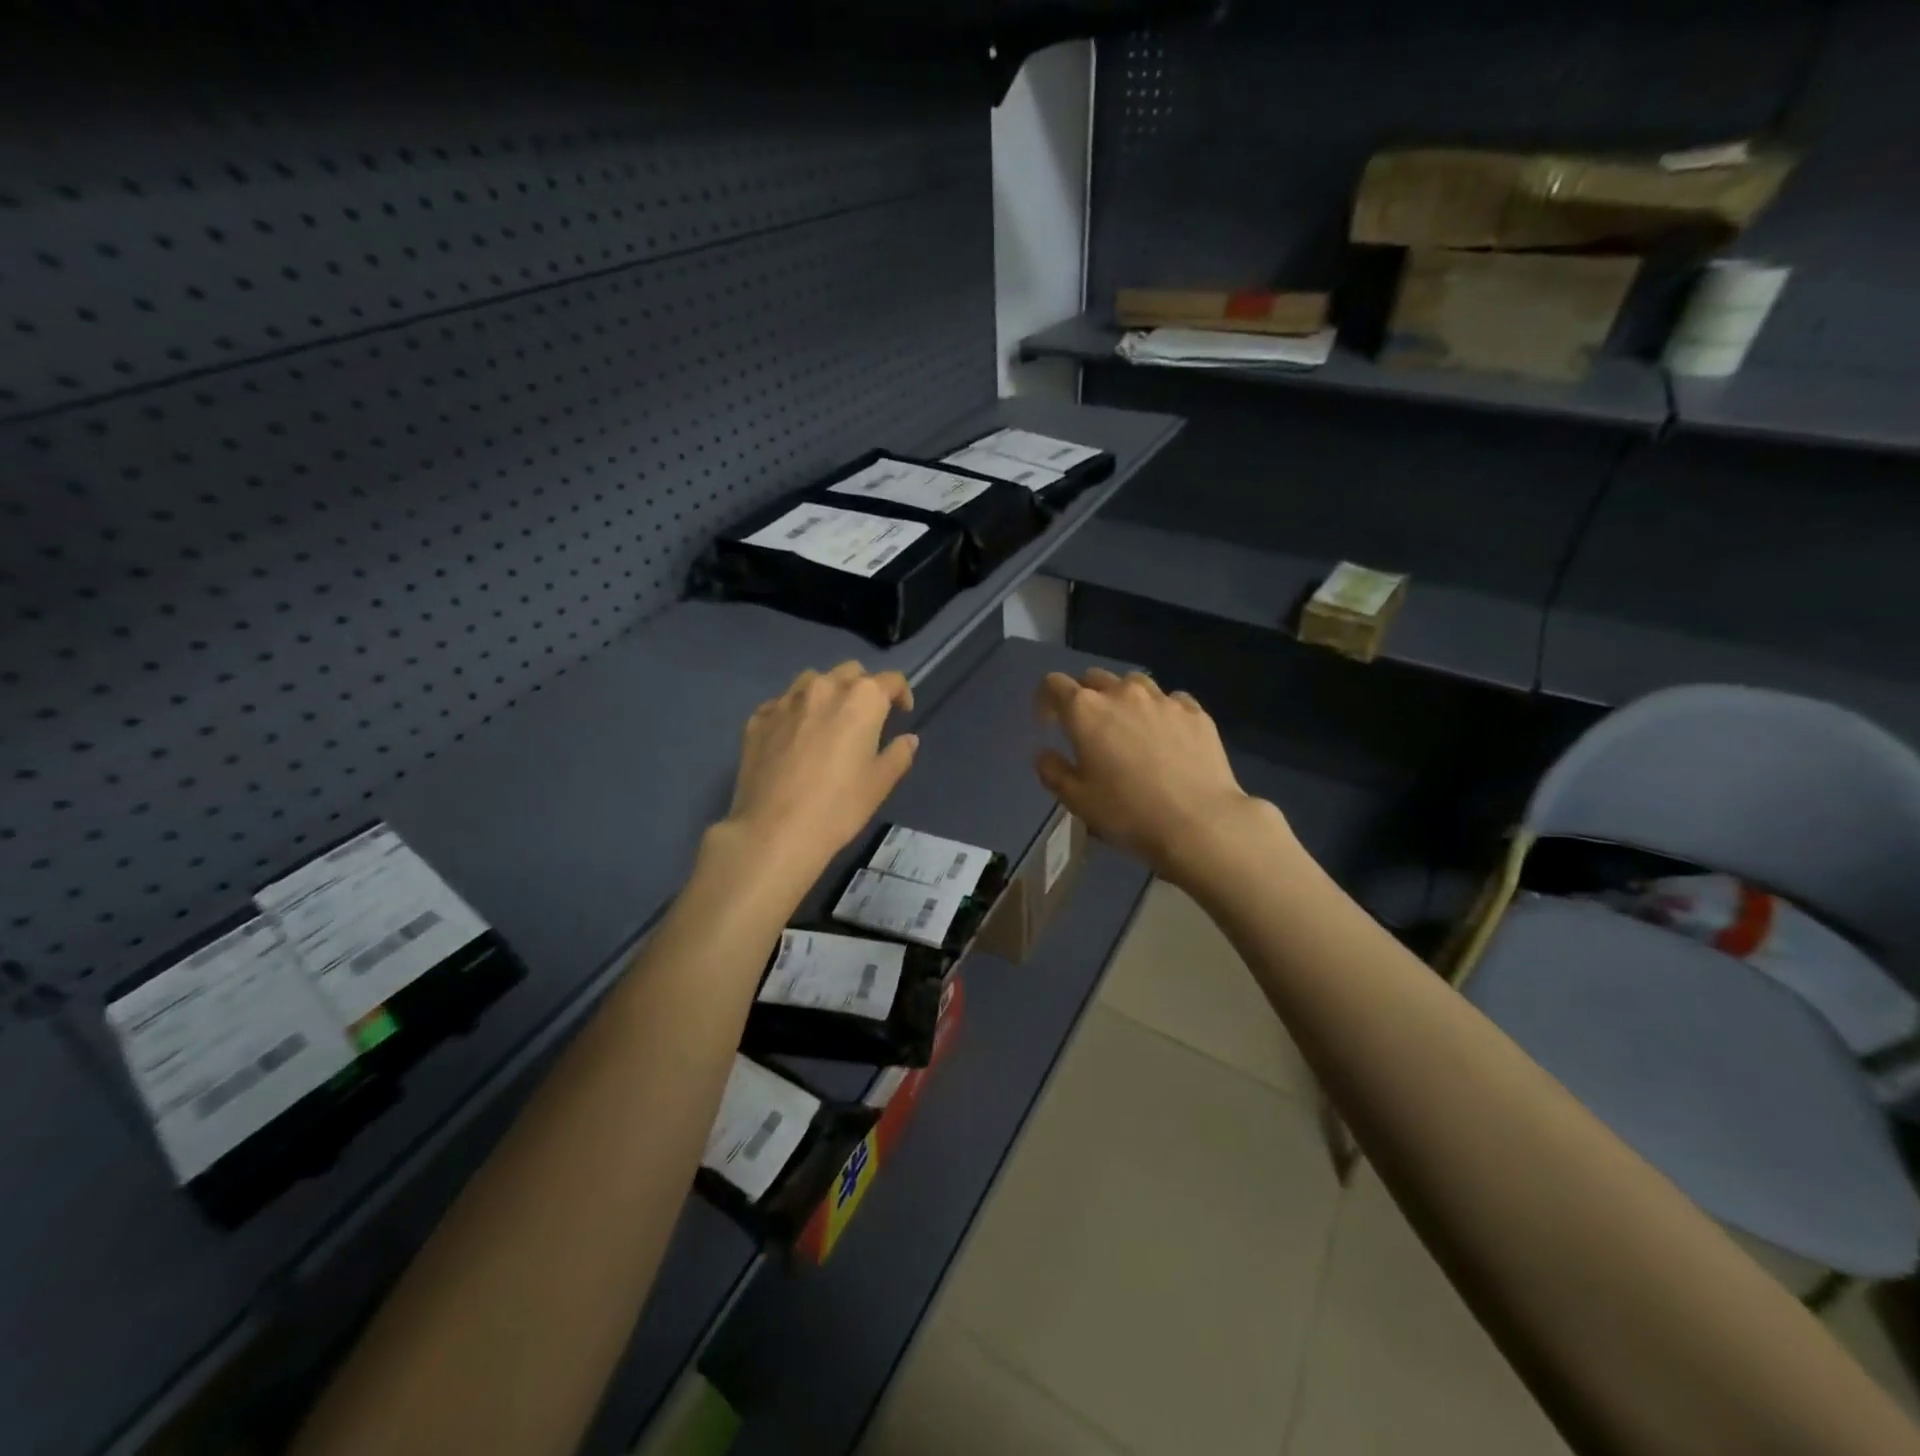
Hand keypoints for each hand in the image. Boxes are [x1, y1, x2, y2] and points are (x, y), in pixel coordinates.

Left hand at [723, 662, 917, 885]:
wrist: (774, 830)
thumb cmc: (838, 806)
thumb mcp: (880, 784)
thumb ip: (898, 754)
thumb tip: (907, 739)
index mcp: (861, 699)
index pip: (890, 680)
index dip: (901, 693)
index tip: (902, 713)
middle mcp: (824, 687)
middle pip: (850, 672)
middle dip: (863, 687)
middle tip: (865, 717)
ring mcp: (786, 700)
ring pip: (812, 680)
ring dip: (826, 693)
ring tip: (827, 721)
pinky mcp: (758, 718)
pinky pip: (782, 704)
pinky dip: (794, 713)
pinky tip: (793, 738)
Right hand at [1035, 669, 1275, 885]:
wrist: (1198, 822)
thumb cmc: (1127, 812)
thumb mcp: (1076, 800)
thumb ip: (1052, 771)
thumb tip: (1045, 754)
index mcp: (1085, 710)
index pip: (1054, 684)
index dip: (1046, 700)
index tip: (1049, 725)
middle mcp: (1122, 693)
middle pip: (1094, 678)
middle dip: (1084, 697)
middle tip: (1088, 729)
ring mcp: (1162, 699)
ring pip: (1134, 683)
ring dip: (1123, 699)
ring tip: (1129, 727)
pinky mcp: (1195, 711)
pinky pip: (1170, 700)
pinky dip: (1160, 711)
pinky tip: (1166, 736)